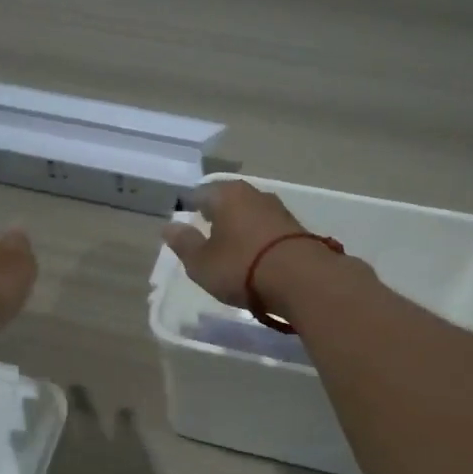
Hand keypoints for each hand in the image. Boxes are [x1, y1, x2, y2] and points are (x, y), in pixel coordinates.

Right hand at [161, 180, 311, 307]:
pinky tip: (255, 257)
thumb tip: (169, 227)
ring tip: (231, 249)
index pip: (201, 193)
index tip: (185, 222)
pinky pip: (268, 230)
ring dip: (240, 228)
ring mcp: (279, 210)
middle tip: (206, 234)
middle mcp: (254, 194)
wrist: (302, 280)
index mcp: (226, 194)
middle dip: (217, 215)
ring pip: (250, 214)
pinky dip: (258, 240)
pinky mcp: (297, 229)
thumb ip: (184, 243)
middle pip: (228, 201)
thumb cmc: (241, 267)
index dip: (190, 207)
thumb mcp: (201, 262)